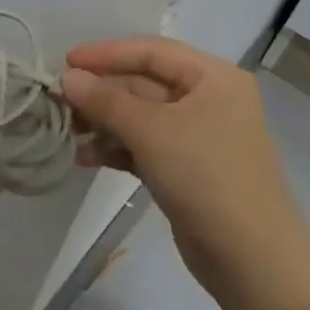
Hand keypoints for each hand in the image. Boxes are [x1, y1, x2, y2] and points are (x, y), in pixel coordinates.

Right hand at [62, 37, 309, 309]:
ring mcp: (197, 136)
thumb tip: (67, 78)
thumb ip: (105, 101)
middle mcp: (207, 99)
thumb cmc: (206, 177)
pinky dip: (116, 148)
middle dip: (101, 93)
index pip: (151, 51)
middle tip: (58, 101)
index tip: (66, 62)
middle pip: (143, 83)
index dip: (106, 54)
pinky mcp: (186, 168)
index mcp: (212, 78)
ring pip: (140, 116)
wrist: (252, 258)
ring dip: (103, 122)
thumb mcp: (152, 132)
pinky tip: (86, 158)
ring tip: (67, 132)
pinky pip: (144, 145)